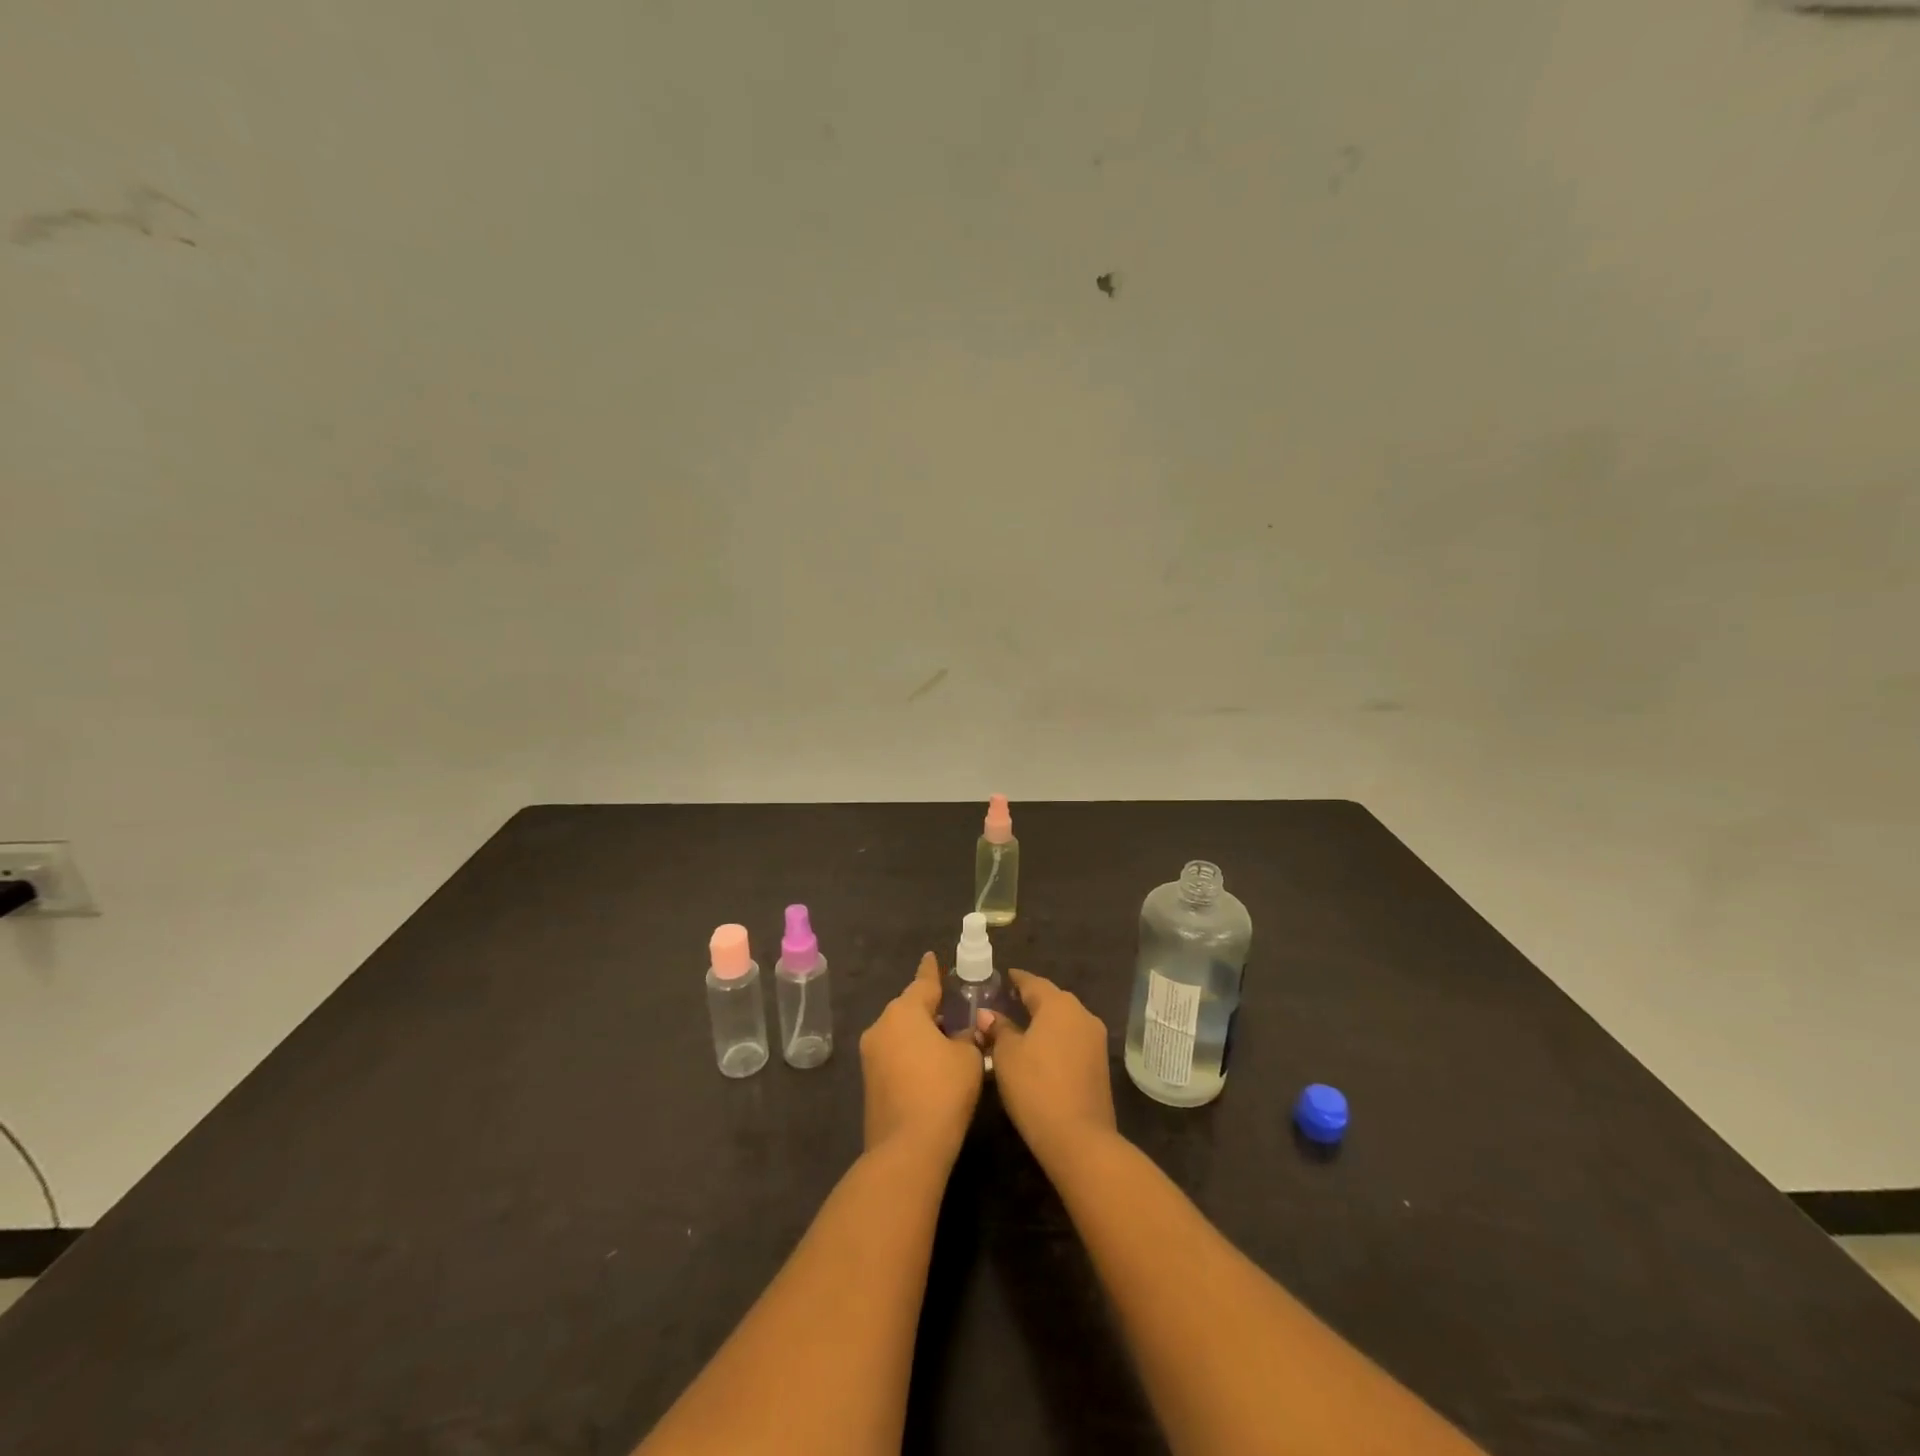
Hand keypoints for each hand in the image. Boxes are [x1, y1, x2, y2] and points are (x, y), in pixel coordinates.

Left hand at [859, 953, 984, 1162]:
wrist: (907, 1148)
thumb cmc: (942, 1091)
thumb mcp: (968, 1057)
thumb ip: (967, 1036)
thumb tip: (962, 1032)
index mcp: (904, 1012)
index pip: (923, 983)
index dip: (932, 970)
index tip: (932, 956)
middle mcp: (881, 1026)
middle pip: (909, 1008)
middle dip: (929, 1007)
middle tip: (952, 1008)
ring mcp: (870, 1055)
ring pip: (899, 1032)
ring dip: (919, 1032)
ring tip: (945, 1039)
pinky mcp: (869, 1082)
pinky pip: (894, 1054)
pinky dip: (910, 1053)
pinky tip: (930, 1065)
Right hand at [977, 969, 1117, 1169]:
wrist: (1080, 1139)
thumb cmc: (1036, 1088)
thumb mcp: (1007, 1055)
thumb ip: (998, 1029)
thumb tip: (988, 1014)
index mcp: (1059, 1005)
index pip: (1033, 982)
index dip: (1016, 979)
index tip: (1003, 977)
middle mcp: (1082, 1014)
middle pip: (1052, 999)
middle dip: (1031, 999)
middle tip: (1008, 1002)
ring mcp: (1095, 1040)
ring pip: (1064, 1020)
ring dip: (1044, 1021)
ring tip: (1021, 1027)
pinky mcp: (1100, 1064)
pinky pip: (1073, 1039)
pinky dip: (1056, 1039)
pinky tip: (1040, 1050)